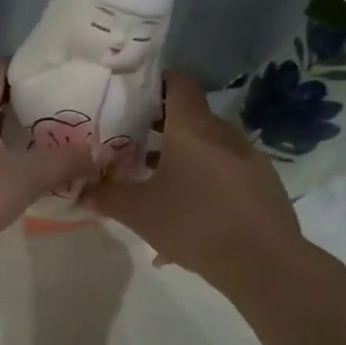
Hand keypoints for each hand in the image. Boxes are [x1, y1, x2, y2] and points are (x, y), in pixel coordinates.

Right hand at [84, 71, 304, 290]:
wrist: (263, 262)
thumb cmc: (194, 223)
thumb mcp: (139, 212)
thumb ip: (107, 197)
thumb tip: (82, 190)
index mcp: (193, 128)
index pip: (177, 82)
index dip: (154, 82)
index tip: (130, 96)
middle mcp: (223, 134)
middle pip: (190, 118)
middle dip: (159, 129)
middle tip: (130, 145)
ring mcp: (247, 159)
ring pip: (206, 150)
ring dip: (180, 161)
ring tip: (153, 187)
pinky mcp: (262, 185)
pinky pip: (223, 176)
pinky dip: (201, 187)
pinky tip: (184, 223)